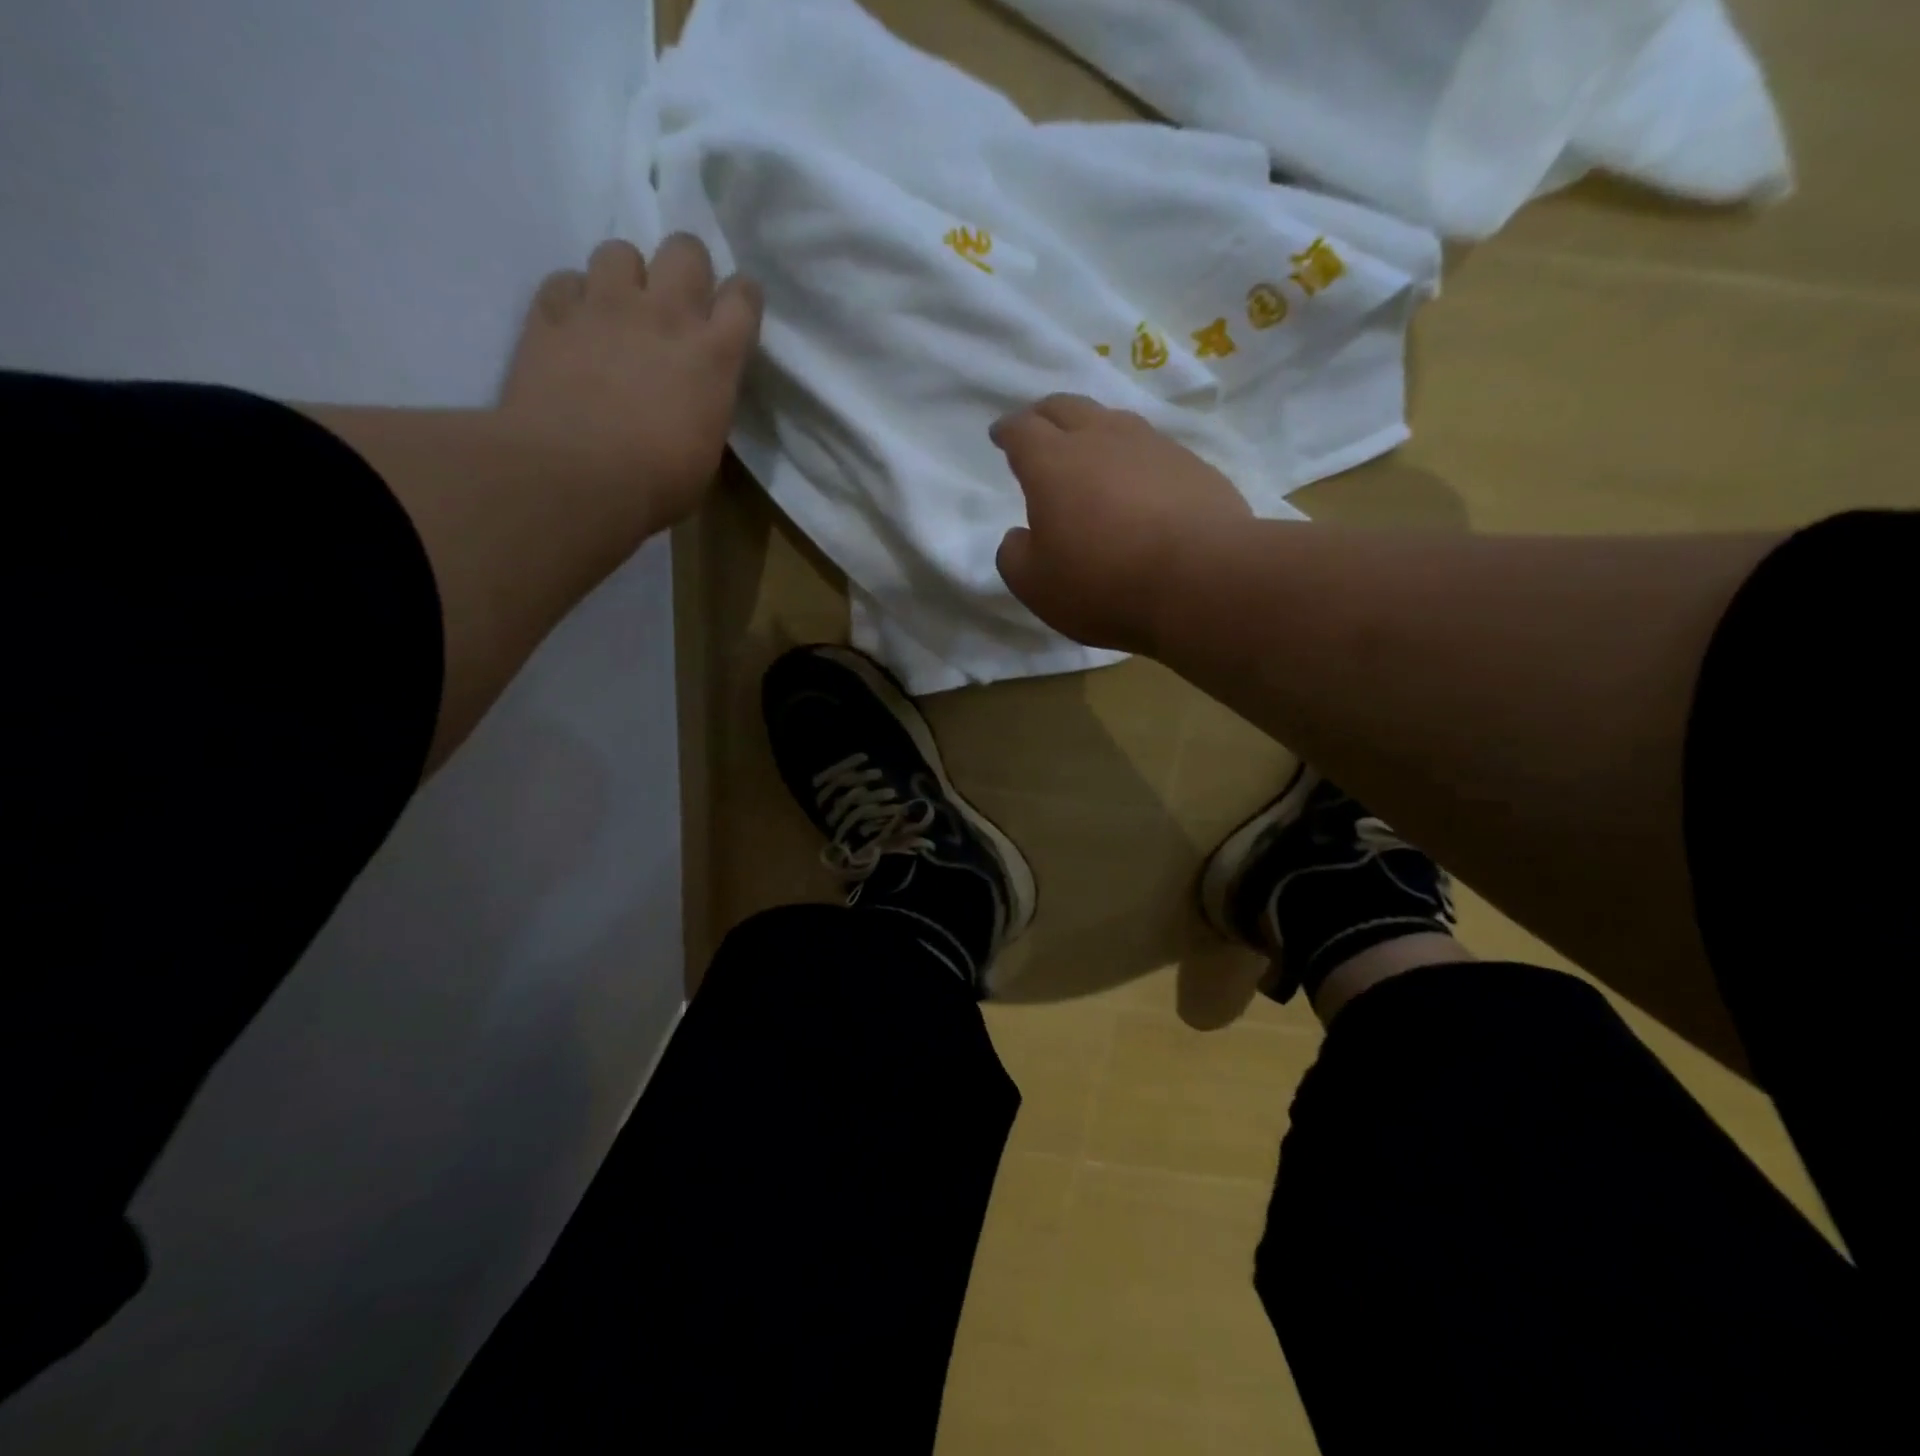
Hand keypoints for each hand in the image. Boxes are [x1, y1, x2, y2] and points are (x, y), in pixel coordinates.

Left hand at [500, 234, 761, 535]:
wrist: (574, 478)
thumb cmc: (656, 484)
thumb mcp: (706, 452)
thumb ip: (706, 406)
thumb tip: (696, 400)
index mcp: (713, 356)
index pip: (743, 297)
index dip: (742, 299)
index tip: (736, 314)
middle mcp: (664, 315)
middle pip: (686, 249)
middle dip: (686, 270)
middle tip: (677, 307)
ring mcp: (603, 307)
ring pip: (619, 251)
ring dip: (626, 278)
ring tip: (619, 313)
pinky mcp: (550, 313)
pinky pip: (565, 282)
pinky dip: (573, 300)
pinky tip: (575, 330)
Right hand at [992, 394, 1251, 652]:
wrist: (1202, 580)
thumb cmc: (1104, 584)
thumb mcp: (1036, 586)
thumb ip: (1014, 556)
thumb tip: (1019, 536)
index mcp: (1053, 463)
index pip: (1022, 430)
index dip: (1007, 430)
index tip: (1000, 434)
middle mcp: (1101, 439)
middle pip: (1066, 407)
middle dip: (1044, 415)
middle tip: (1037, 427)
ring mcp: (1152, 446)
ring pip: (1113, 420)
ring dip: (1093, 429)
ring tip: (1089, 450)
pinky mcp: (1192, 465)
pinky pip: (1152, 448)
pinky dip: (1133, 457)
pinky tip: (1138, 481)